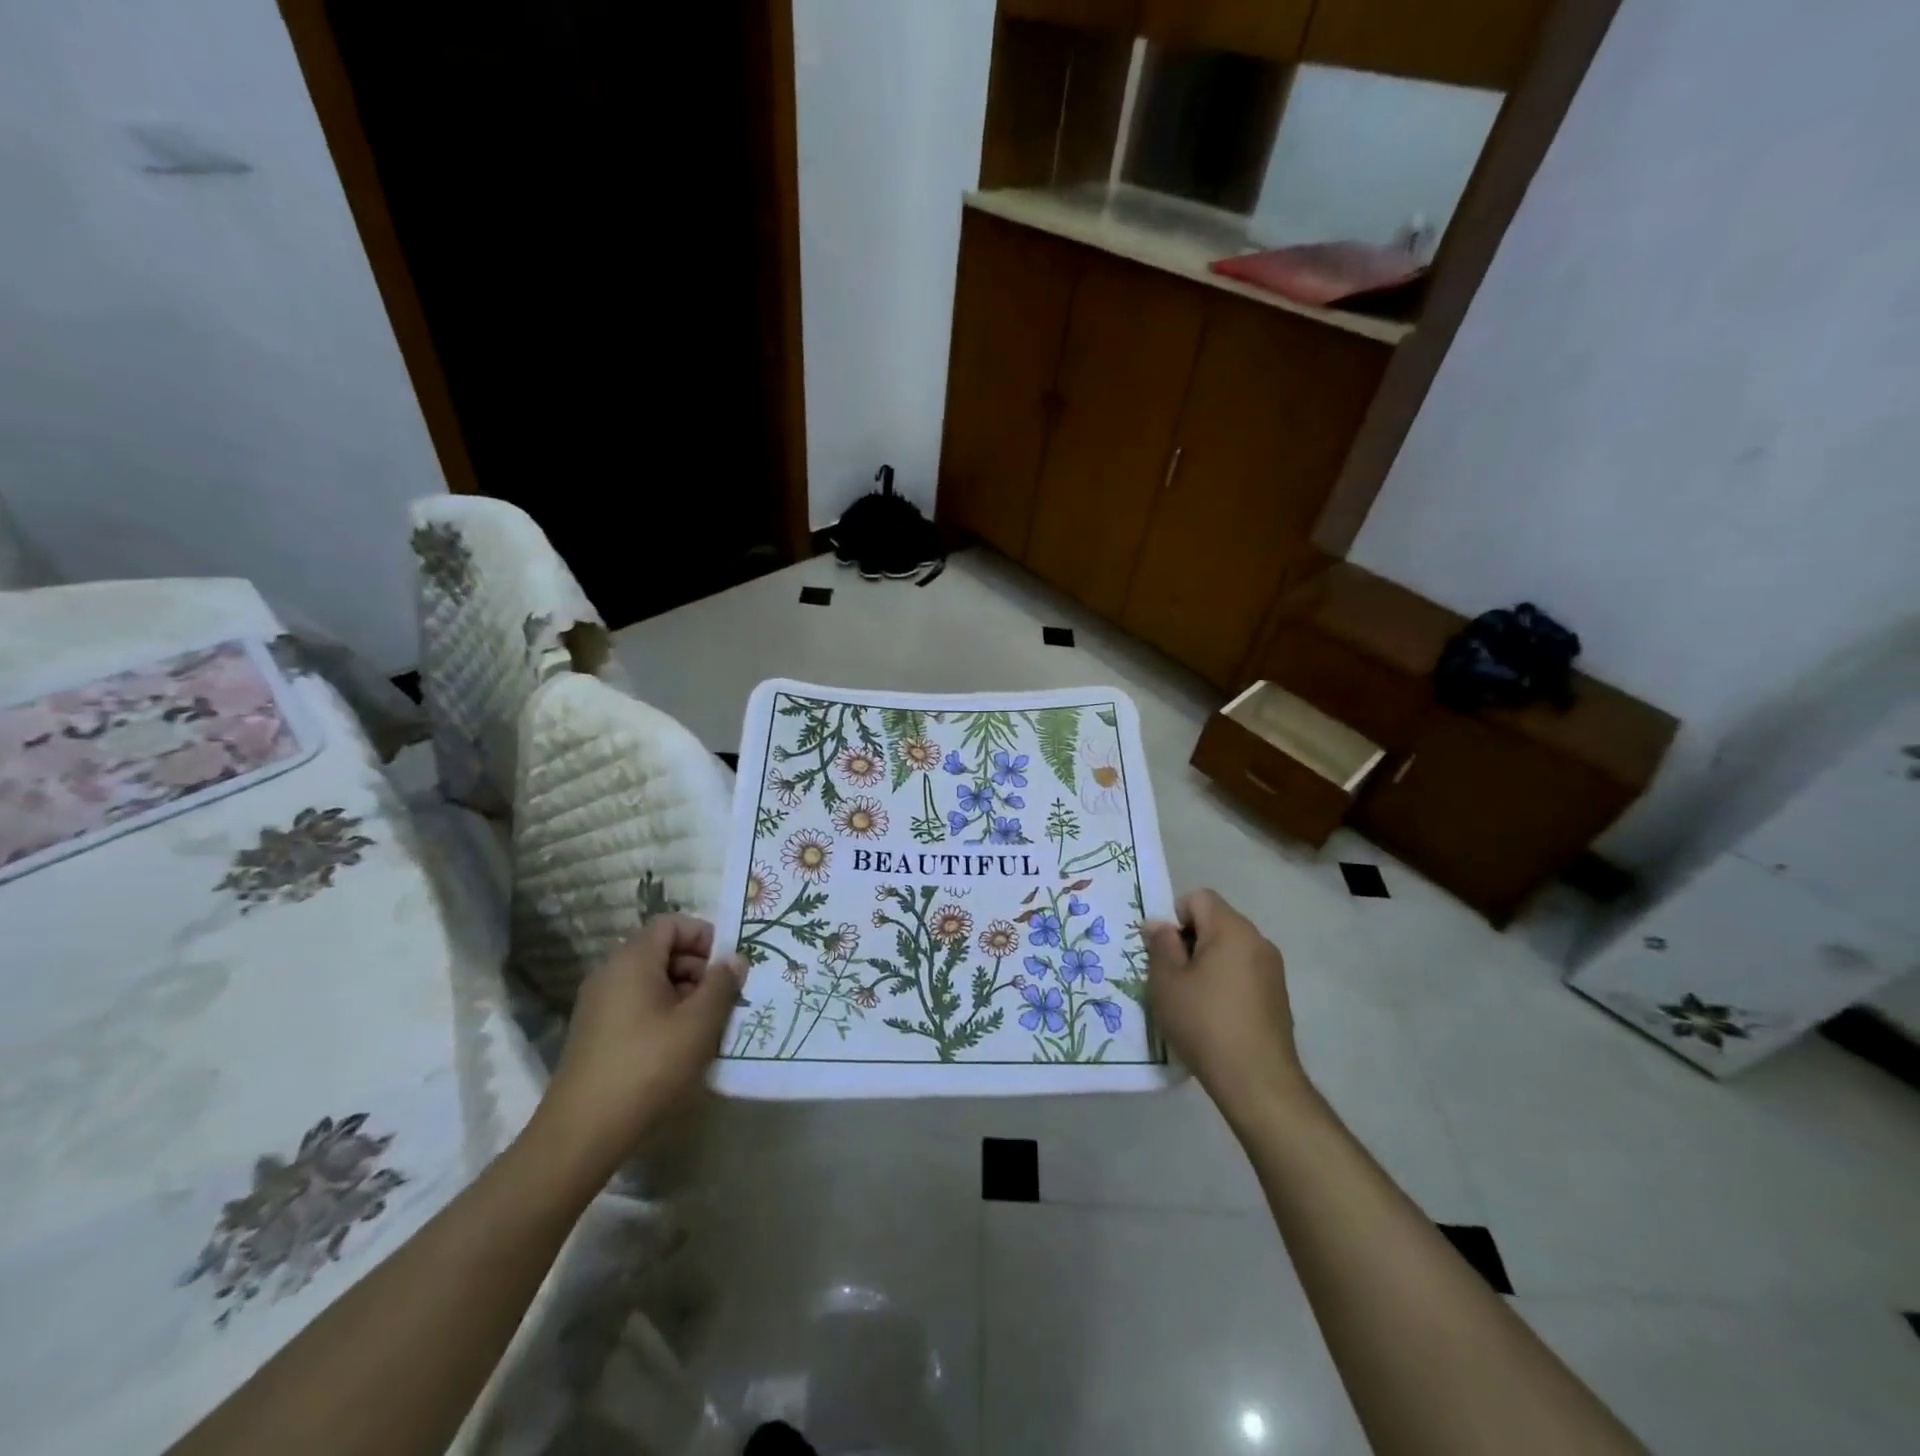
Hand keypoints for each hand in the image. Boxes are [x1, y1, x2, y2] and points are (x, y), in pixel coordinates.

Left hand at [535, 914, 742, 1177]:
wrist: (581, 1134)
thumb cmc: (647, 1067)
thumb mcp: (699, 1024)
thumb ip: (722, 984)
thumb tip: (734, 959)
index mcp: (632, 960)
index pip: (672, 923)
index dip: (704, 936)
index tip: (728, 966)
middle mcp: (610, 973)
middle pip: (662, 951)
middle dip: (699, 968)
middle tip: (726, 999)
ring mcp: (599, 1005)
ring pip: (652, 982)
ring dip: (685, 995)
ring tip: (709, 1027)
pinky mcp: (596, 1034)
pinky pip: (638, 1006)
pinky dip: (664, 1015)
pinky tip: (682, 1047)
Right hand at [1146, 889, 1308, 1119]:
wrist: (1257, 1081)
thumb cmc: (1204, 1022)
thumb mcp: (1167, 981)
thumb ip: (1160, 944)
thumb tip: (1159, 923)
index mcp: (1232, 929)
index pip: (1199, 898)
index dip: (1175, 916)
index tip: (1164, 951)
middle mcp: (1258, 941)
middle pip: (1215, 922)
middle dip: (1189, 940)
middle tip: (1170, 976)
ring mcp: (1272, 970)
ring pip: (1229, 949)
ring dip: (1206, 963)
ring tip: (1190, 999)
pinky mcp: (1278, 996)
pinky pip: (1243, 972)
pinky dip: (1224, 982)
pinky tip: (1213, 1016)